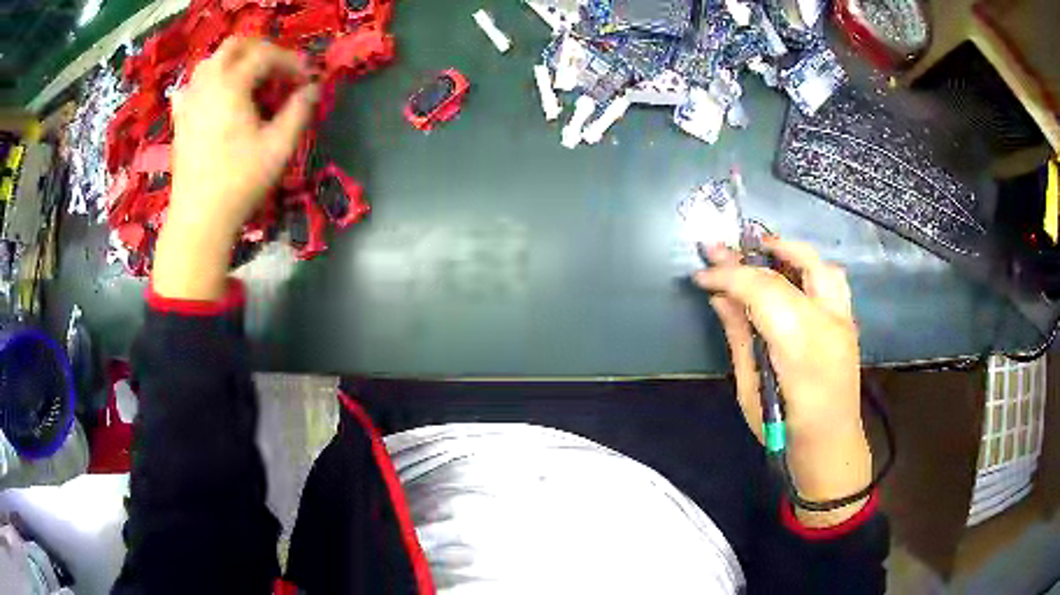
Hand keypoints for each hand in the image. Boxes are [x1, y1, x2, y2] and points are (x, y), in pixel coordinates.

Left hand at [152, 37, 318, 300]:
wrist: (199, 219)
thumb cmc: (240, 182)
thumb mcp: (279, 146)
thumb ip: (299, 111)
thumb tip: (312, 89)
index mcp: (231, 84)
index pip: (266, 55)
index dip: (291, 62)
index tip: (306, 79)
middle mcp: (207, 83)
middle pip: (234, 46)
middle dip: (261, 50)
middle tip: (277, 71)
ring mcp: (190, 101)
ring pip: (211, 61)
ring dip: (234, 62)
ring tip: (250, 82)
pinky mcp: (180, 119)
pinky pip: (193, 85)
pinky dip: (209, 82)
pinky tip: (217, 97)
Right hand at [694, 238, 871, 526]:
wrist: (830, 447)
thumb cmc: (783, 430)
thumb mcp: (750, 389)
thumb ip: (740, 337)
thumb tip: (719, 297)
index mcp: (801, 347)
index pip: (763, 290)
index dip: (729, 275)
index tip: (700, 275)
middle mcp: (828, 323)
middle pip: (791, 269)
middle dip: (753, 254)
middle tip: (720, 248)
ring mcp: (844, 320)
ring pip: (820, 264)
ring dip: (787, 251)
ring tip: (759, 251)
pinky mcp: (849, 322)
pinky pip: (831, 278)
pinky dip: (806, 266)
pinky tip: (787, 273)